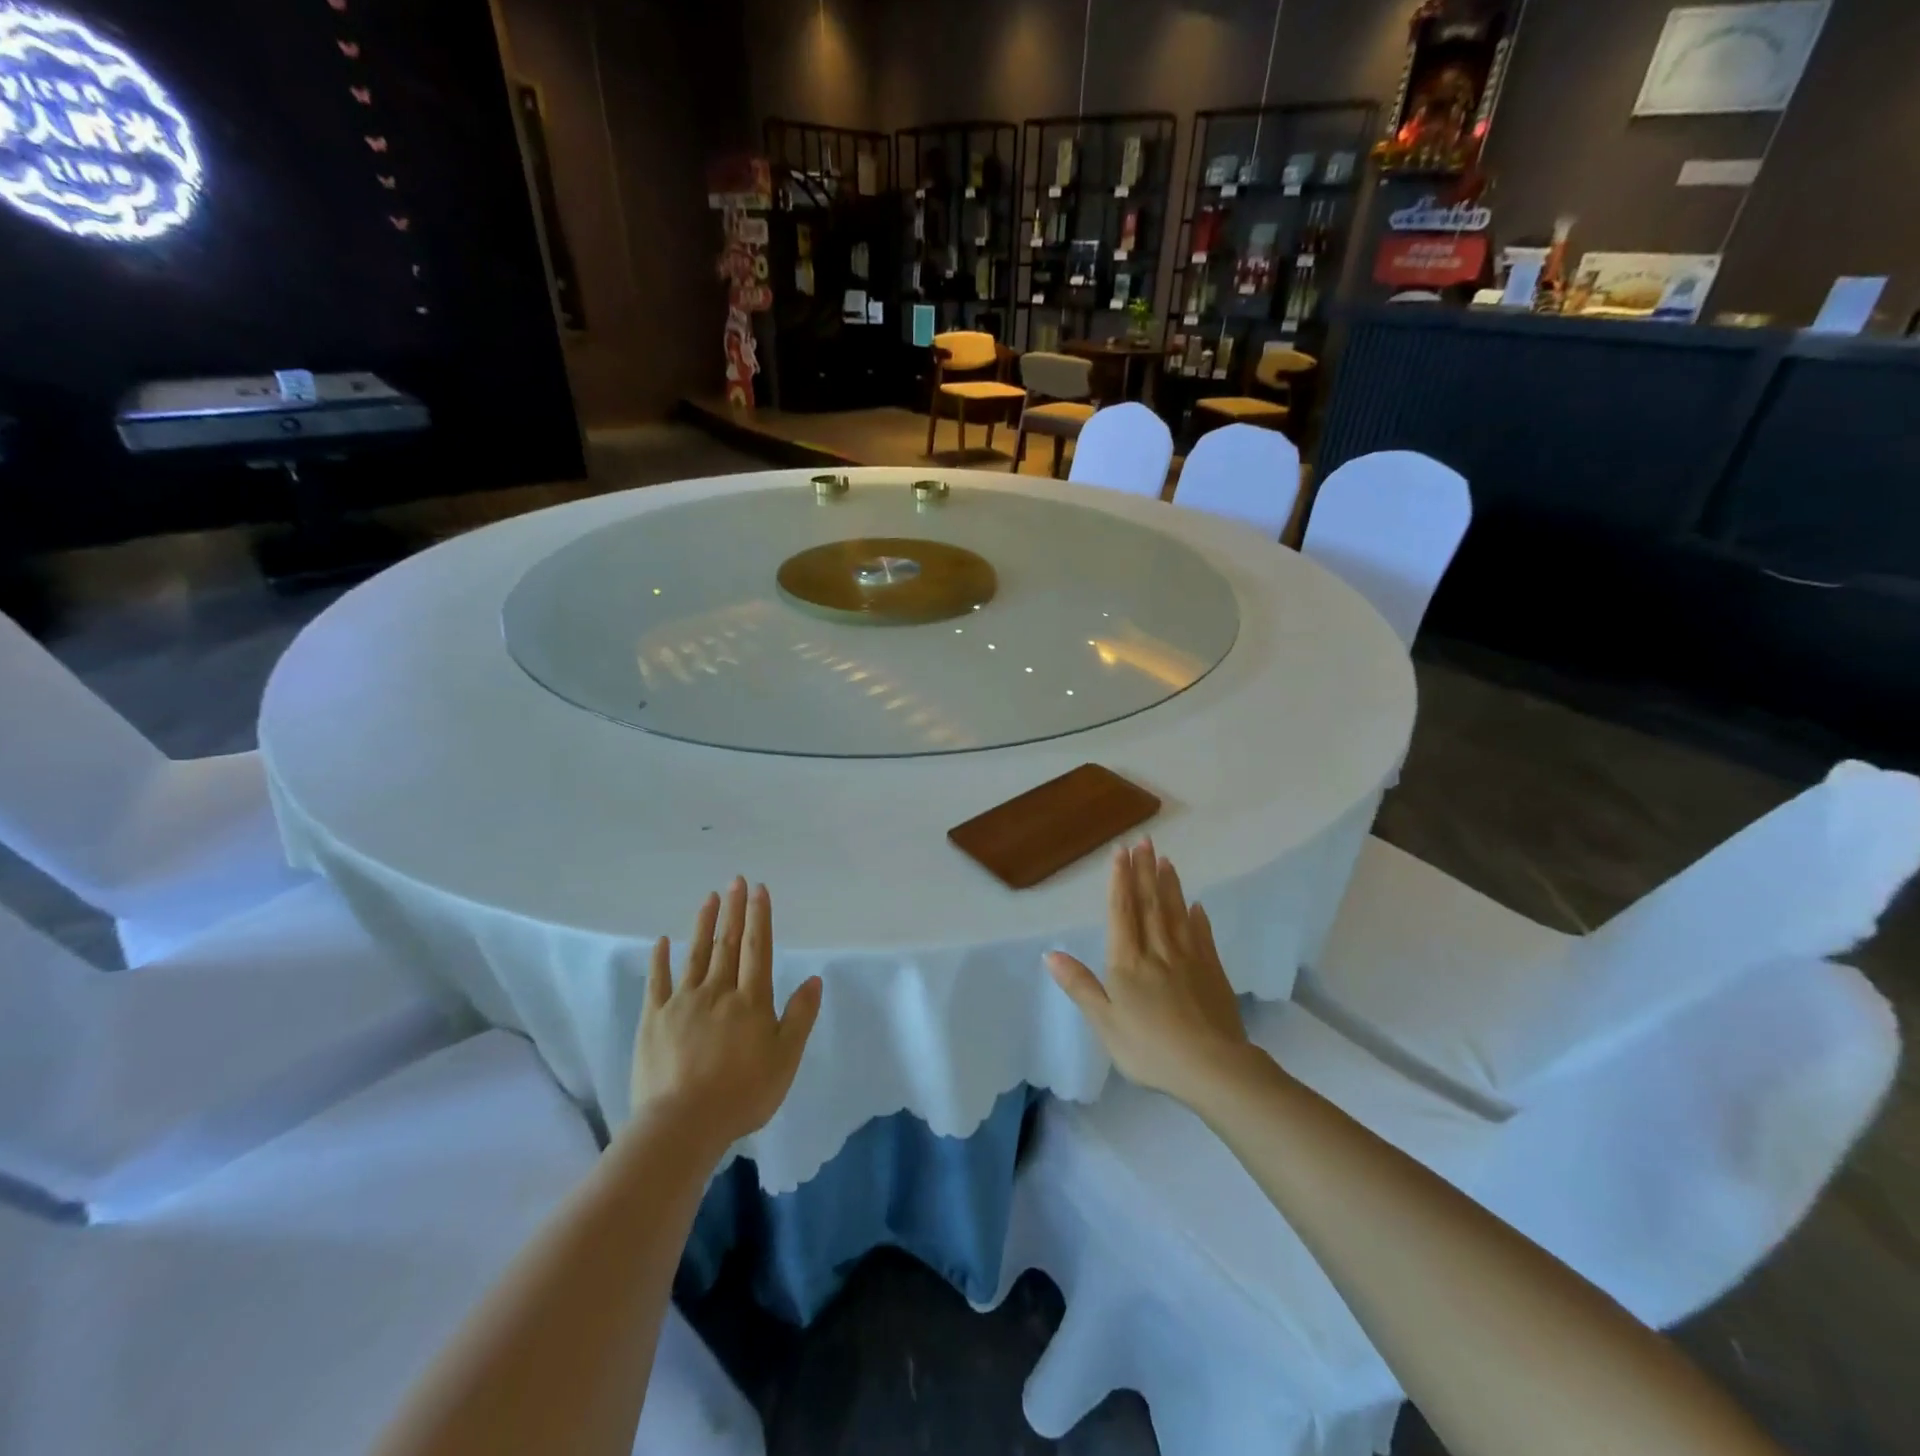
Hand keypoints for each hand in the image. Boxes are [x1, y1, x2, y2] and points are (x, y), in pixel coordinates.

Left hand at [633, 879, 822, 1154]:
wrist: (682, 1125)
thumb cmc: (742, 1094)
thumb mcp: (785, 1058)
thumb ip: (800, 1016)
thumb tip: (815, 978)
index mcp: (751, 1000)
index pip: (757, 948)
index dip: (759, 917)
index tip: (759, 889)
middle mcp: (718, 992)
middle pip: (727, 944)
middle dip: (734, 910)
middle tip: (736, 881)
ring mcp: (682, 1003)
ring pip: (695, 954)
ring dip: (704, 924)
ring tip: (709, 898)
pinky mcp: (653, 1020)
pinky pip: (657, 982)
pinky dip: (660, 960)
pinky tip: (662, 941)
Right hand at [1045, 839, 1250, 1105]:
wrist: (1213, 1069)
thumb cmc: (1150, 1049)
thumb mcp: (1105, 1023)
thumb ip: (1080, 985)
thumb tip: (1050, 953)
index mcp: (1128, 962)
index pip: (1122, 912)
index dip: (1120, 880)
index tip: (1121, 851)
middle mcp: (1158, 951)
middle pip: (1150, 904)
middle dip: (1145, 871)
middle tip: (1145, 841)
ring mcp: (1189, 959)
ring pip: (1176, 913)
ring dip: (1170, 885)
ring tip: (1166, 860)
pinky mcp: (1212, 973)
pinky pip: (1202, 937)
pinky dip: (1198, 918)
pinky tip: (1196, 906)